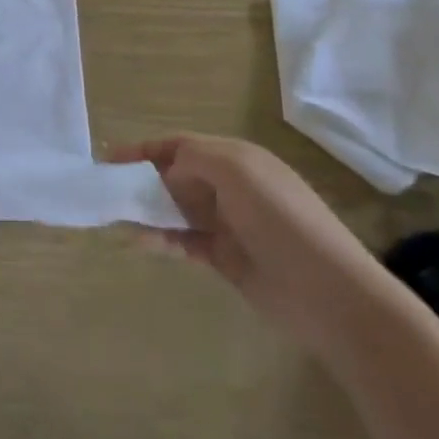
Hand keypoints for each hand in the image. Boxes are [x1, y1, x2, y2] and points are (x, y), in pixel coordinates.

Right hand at [110, 134, 397, 353]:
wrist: (330, 294)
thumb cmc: (282, 220)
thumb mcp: (236, 171)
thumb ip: (192, 160)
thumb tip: (166, 176)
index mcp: (237, 159)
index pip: (181, 145)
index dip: (145, 148)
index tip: (109, 157)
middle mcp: (231, 187)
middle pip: (176, 175)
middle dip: (142, 179)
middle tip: (108, 189)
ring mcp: (229, 224)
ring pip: (176, 209)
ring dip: (147, 210)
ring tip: (115, 216)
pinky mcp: (226, 258)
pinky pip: (183, 241)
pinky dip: (160, 239)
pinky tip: (139, 242)